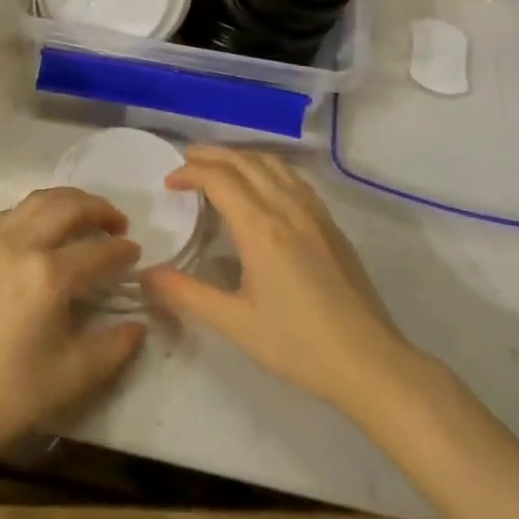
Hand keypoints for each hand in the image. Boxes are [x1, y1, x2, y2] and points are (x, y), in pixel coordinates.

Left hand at [0, 188, 148, 458]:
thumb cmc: (12, 392)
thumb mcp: (74, 375)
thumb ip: (114, 346)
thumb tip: (138, 324)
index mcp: (47, 276)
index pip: (97, 250)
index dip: (122, 250)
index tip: (136, 254)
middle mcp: (20, 245)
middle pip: (68, 206)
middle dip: (99, 209)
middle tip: (117, 224)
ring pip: (37, 200)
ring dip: (68, 201)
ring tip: (85, 216)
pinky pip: (11, 213)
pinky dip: (35, 211)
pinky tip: (44, 229)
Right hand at [143, 147, 415, 415]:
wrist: (371, 364)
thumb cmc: (299, 345)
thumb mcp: (236, 324)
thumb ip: (188, 294)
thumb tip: (146, 274)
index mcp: (261, 227)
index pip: (219, 178)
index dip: (190, 172)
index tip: (169, 183)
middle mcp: (287, 207)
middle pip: (244, 162)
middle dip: (211, 155)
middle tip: (185, 161)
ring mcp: (314, 213)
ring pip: (272, 164)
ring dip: (240, 157)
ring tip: (219, 167)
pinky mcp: (331, 225)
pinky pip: (293, 179)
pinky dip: (268, 168)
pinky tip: (263, 186)